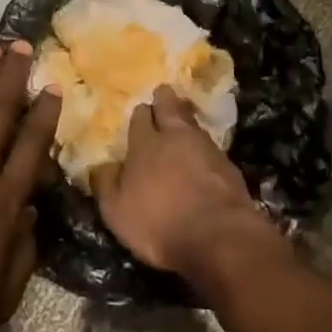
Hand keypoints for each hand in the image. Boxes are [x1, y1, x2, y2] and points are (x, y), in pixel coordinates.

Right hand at [91, 85, 268, 276]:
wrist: (217, 236)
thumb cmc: (158, 223)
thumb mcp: (116, 211)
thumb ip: (106, 183)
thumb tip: (102, 165)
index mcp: (145, 143)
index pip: (140, 115)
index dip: (140, 114)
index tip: (140, 114)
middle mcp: (175, 136)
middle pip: (170, 107)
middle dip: (165, 99)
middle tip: (163, 94)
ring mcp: (206, 148)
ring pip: (193, 123)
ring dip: (186, 120)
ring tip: (183, 122)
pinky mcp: (228, 165)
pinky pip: (211, 146)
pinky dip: (204, 147)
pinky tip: (203, 156)